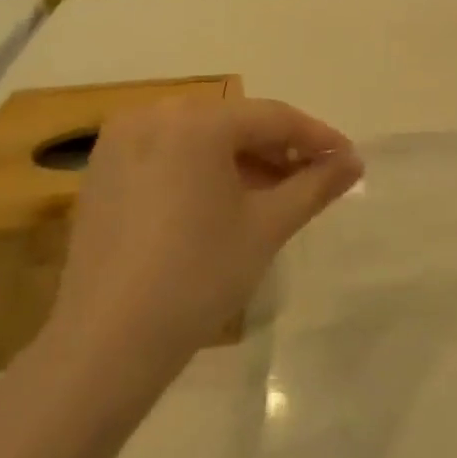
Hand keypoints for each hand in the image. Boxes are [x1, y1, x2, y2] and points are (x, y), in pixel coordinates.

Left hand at [39, 97, 360, 415]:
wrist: (109, 341)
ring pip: (201, 139)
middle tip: (314, 179)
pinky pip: (168, 155)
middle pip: (234, 124)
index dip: (317, 138)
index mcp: (195, 122)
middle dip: (278, 149)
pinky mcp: (101, 173)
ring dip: (243, 160)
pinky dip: (203, 170)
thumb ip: (316, 185)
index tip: (349, 160)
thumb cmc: (200, 275)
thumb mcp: (268, 226)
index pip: (273, 118)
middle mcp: (152, 116)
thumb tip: (354, 162)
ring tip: (275, 194)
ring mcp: (119, 143)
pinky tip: (225, 203)